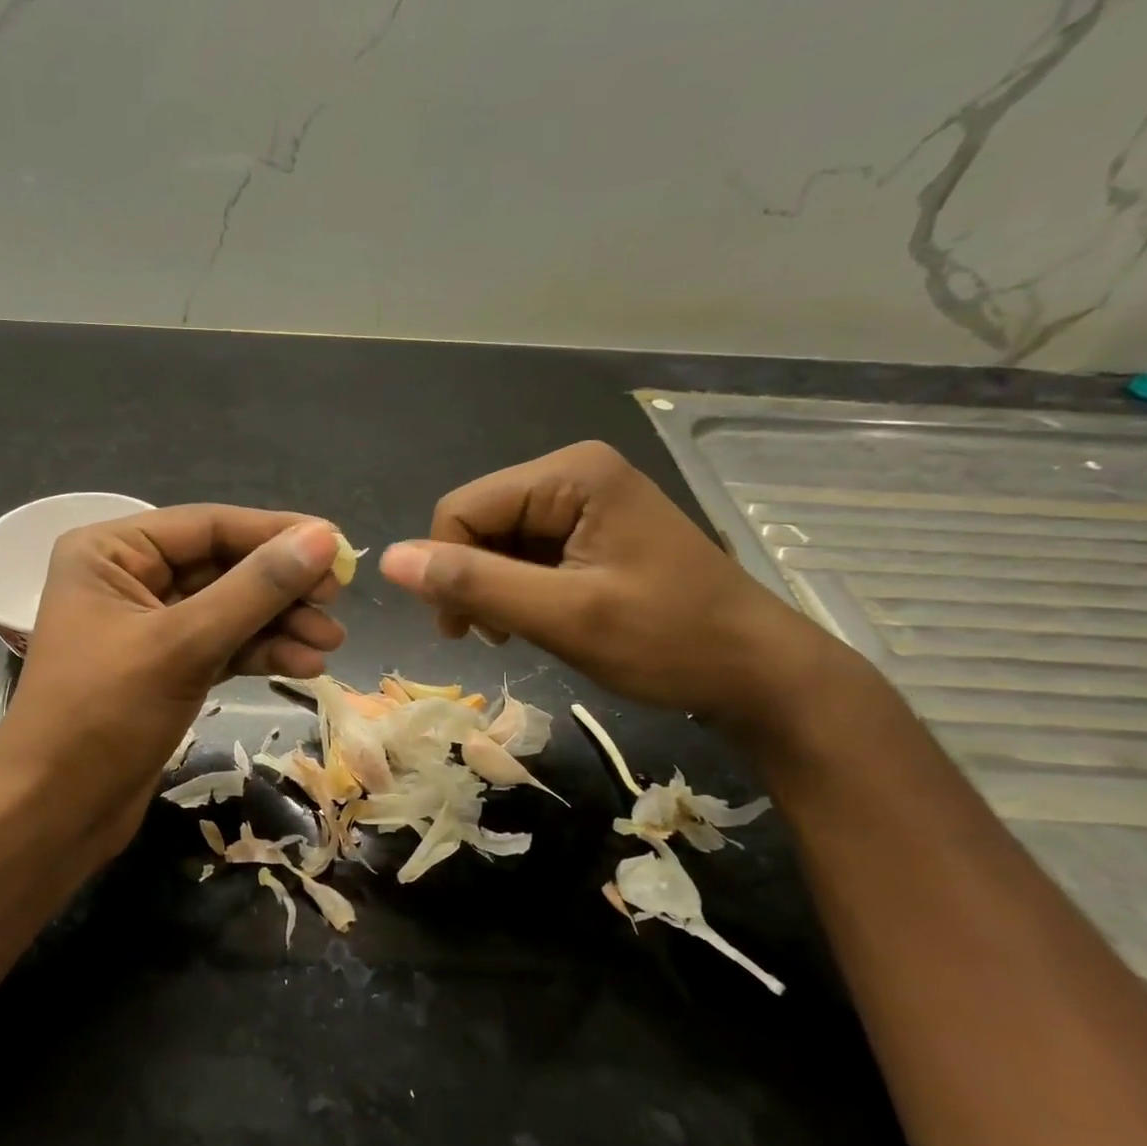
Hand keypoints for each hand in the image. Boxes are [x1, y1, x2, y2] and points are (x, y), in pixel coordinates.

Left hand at [0, 506, 345, 842]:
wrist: (53, 814)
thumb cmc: (103, 715)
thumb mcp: (183, 644)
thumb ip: (255, 589)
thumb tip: (323, 538)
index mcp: (111, 551)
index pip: (209, 526)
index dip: (276, 533)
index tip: (339, 546)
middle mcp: (128, 577)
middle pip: (223, 565)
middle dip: (281, 586)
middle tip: (336, 602)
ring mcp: (147, 625)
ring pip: (228, 608)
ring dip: (279, 623)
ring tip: (330, 643)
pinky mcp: (164, 667)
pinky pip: (222, 644)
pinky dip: (260, 651)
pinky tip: (304, 664)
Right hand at [378, 442, 837, 722]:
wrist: (757, 672)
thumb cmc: (668, 642)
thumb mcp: (563, 616)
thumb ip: (474, 584)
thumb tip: (389, 560)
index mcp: (569, 474)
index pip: (462, 508)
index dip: (446, 568)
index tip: (462, 632)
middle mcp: (572, 473)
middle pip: (477, 521)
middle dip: (473, 580)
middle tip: (494, 636)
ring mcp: (583, 501)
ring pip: (495, 540)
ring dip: (493, 589)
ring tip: (520, 631)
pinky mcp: (589, 530)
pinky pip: (523, 552)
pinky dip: (516, 590)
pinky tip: (536, 618)